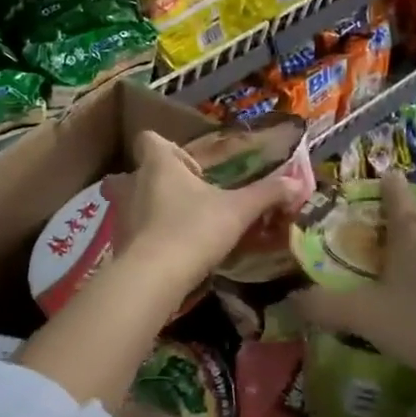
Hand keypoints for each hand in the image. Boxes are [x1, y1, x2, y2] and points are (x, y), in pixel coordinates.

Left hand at [111, 131, 294, 292]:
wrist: (153, 277)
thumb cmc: (194, 229)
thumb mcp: (238, 210)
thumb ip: (266, 194)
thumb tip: (297, 183)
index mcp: (159, 164)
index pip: (150, 138)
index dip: (168, 147)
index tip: (191, 166)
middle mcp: (133, 183)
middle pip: (139, 171)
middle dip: (159, 180)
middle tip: (186, 196)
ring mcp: (121, 214)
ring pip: (133, 201)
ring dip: (151, 208)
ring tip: (180, 225)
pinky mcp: (118, 243)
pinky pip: (132, 230)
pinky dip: (147, 236)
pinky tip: (169, 252)